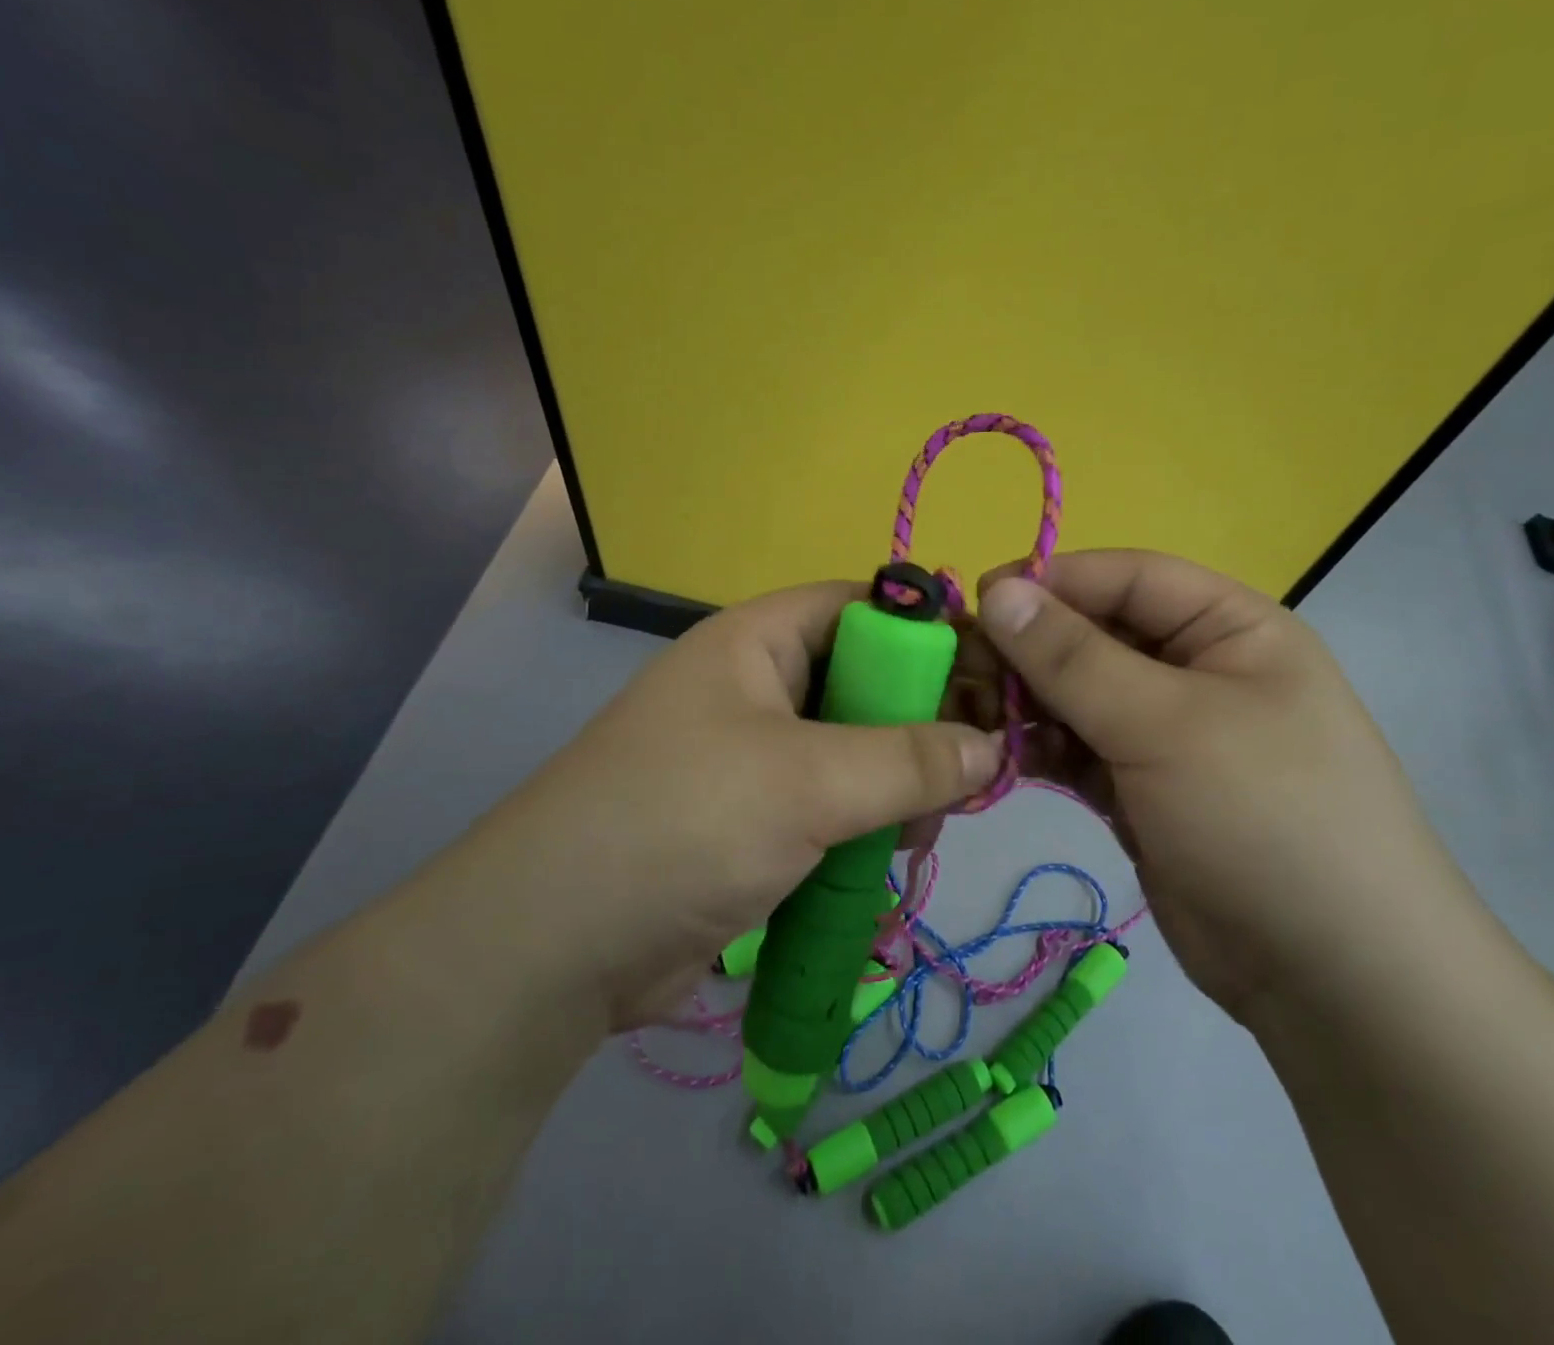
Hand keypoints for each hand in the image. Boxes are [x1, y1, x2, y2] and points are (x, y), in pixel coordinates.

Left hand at [454, 582, 1000, 1031]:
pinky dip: (866, 831)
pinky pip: (835, 808)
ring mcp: (755, 759)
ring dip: (898, 790)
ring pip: (859, 754)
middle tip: (968, 774)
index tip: (995, 679)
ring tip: (918, 833)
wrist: (558, 946)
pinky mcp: (756, 823)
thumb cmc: (685, 824)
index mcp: (757, 643)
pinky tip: (887, 864)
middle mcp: (757, 689)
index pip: (862, 607)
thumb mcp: (808, 781)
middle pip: (868, 683)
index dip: (930, 632)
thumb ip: (909, 759)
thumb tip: (991, 747)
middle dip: (922, 726)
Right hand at [971, 550, 1470, 1018]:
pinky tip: (1001, 759)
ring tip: (973, 719)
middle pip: (1095, 636)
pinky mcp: (1140, 788)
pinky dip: (1040, 749)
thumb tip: (998, 592)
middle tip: (963, 670)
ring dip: (1026, 702)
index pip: (1128, 578)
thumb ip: (1073, 657)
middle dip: (1029, 649)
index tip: (979, 602)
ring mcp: (1167, 734)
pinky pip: (1078, 749)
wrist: (1332, 978)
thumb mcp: (1165, 724)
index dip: (1053, 581)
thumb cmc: (1262, 818)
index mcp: (1230, 629)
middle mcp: (1197, 671)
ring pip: (1078, 695)